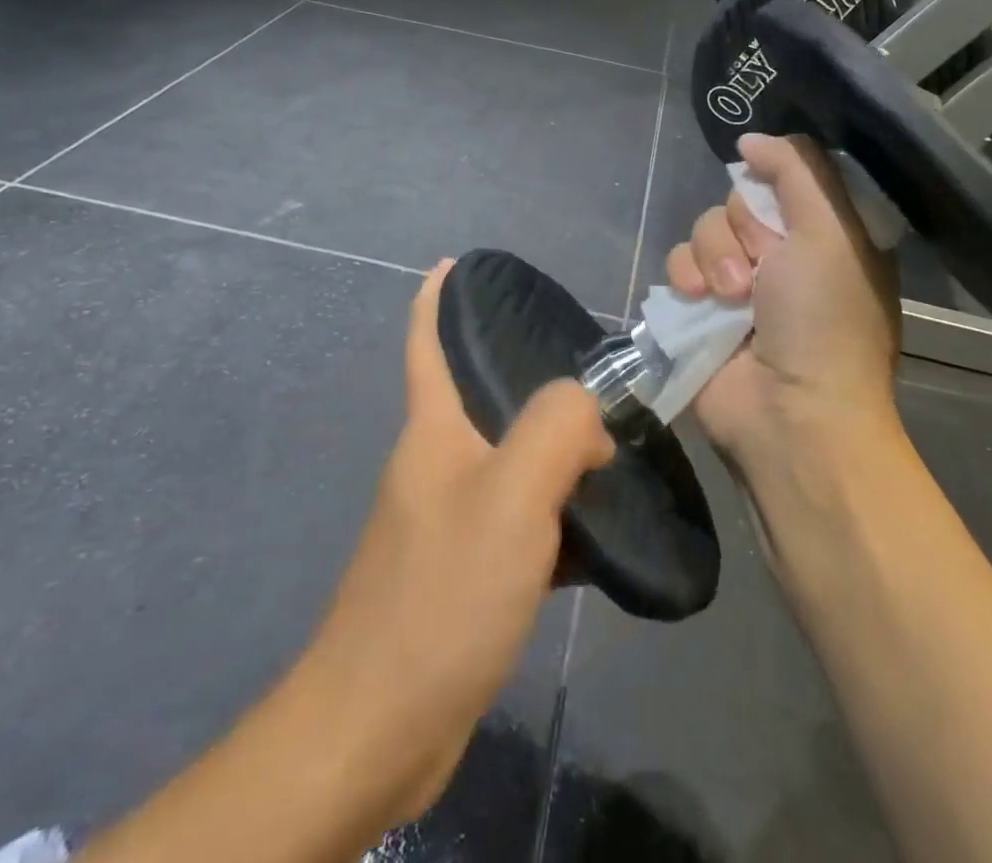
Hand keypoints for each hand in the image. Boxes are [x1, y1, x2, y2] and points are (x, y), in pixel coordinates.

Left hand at [301, 260, 614, 827]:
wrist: (378, 727)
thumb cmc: (442, 593)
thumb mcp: (513, 494)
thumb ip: (557, 427)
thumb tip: (589, 414)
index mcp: (435, 431)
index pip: (429, 342)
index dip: (437, 297)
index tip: (456, 263)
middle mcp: (437, 464)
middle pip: (485, 400)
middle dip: (533, 381)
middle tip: (595, 377)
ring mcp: (447, 520)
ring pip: (511, 463)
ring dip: (555, 454)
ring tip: (612, 447)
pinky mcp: (463, 573)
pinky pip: (518, 521)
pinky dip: (555, 515)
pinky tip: (599, 529)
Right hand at [665, 134, 899, 474]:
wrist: (789, 413)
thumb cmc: (825, 320)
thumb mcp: (831, 231)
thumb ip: (797, 171)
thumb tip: (751, 139)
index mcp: (823, 234)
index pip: (785, 176)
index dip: (774, 183)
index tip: (774, 197)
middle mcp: (781, 253)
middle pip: (738, 199)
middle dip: (744, 229)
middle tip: (763, 268)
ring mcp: (737, 281)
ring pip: (704, 227)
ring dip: (713, 257)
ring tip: (731, 298)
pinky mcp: (698, 307)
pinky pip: (677, 262)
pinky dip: (686, 278)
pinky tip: (700, 304)